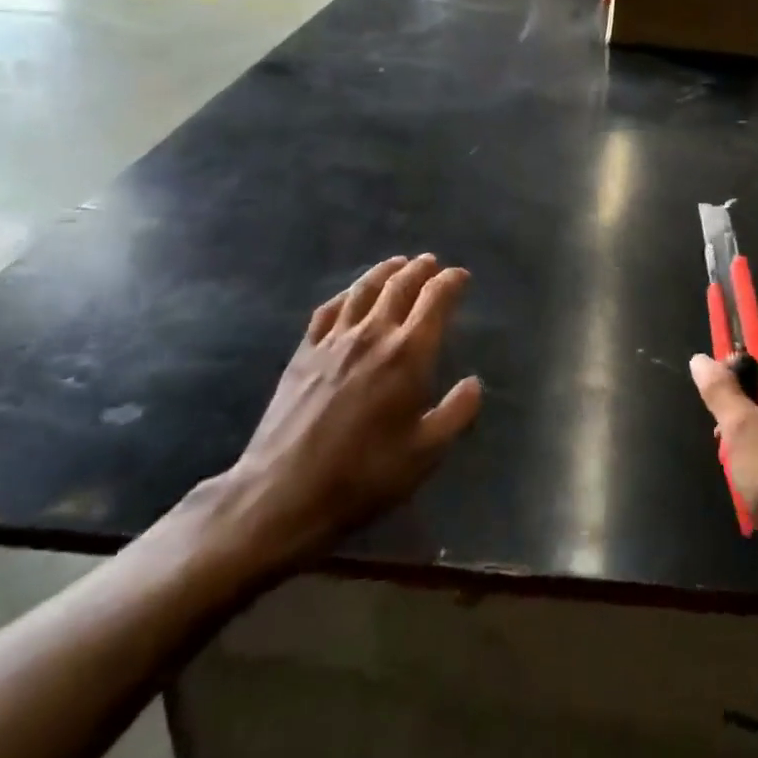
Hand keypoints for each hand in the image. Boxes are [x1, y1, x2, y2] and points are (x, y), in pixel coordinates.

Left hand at [204, 256, 482, 583]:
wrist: (283, 493)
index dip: (451, 282)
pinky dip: (347, 294)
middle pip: (400, 286)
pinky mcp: (304, 353)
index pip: (435, 300)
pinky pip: (328, 310)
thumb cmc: (364, 476)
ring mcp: (334, 340)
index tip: (461, 276)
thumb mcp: (425, 454)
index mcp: (408, 354)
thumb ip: (456, 413)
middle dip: (420, 269)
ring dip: (385, 272)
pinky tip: (351, 295)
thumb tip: (474, 383)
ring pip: (363, 290)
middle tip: (431, 263)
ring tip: (397, 264)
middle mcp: (373, 334)